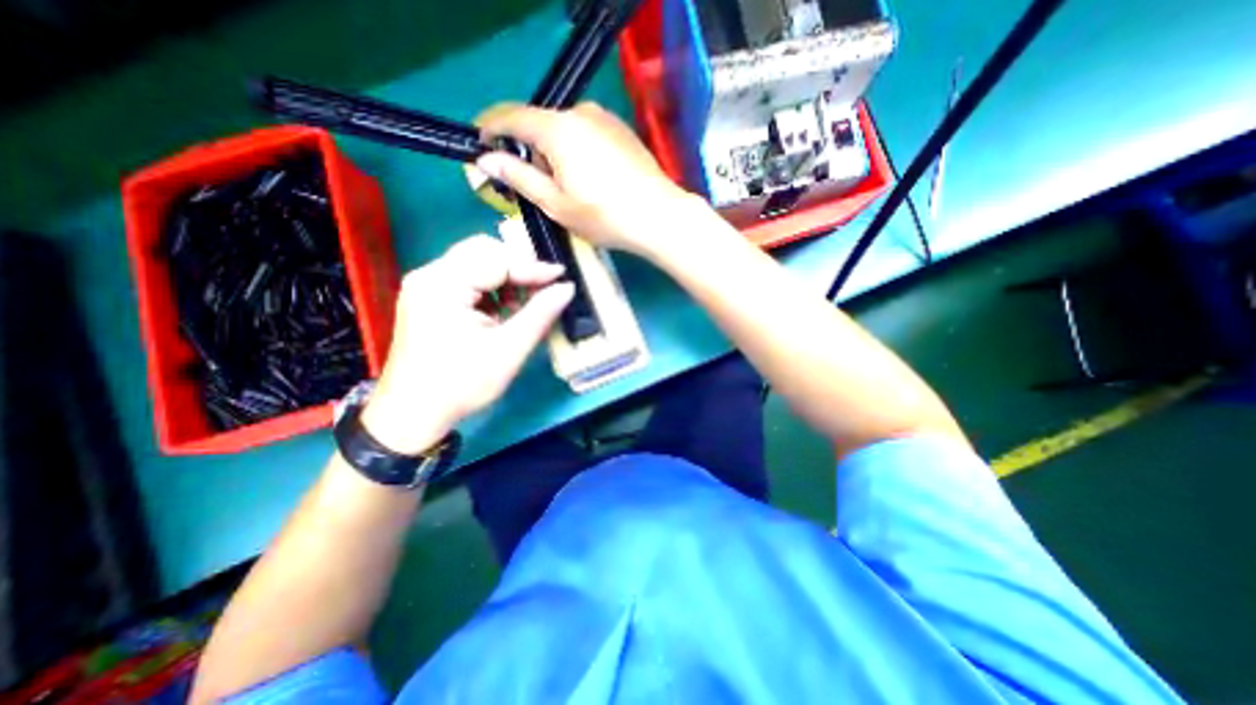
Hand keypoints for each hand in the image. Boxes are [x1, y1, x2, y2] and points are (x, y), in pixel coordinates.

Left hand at [362, 234, 574, 456]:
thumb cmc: (461, 384)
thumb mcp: (508, 350)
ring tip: (522, 304)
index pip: (496, 260)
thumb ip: (540, 314)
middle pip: (482, 251)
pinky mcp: (429, 298)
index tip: (561, 276)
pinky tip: (502, 311)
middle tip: (542, 287)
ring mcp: (427, 286)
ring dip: (505, 277)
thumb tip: (567, 288)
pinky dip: (491, 289)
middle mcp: (430, 276)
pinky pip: (466, 279)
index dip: (532, 267)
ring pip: (475, 262)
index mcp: (443, 285)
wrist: (413, 414)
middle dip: (517, 267)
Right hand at [479, 102, 702, 257]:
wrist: (659, 216)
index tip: (480, 148)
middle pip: (539, 125)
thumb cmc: (605, 216)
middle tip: (530, 187)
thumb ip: (519, 178)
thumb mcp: (556, 204)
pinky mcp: (620, 130)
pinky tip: (589, 180)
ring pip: (563, 131)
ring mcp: (604, 118)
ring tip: (565, 190)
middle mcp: (579, 112)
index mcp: (557, 129)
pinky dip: (575, 151)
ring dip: (553, 154)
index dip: (489, 130)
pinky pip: (585, 134)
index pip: (510, 117)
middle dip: (527, 151)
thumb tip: (486, 159)